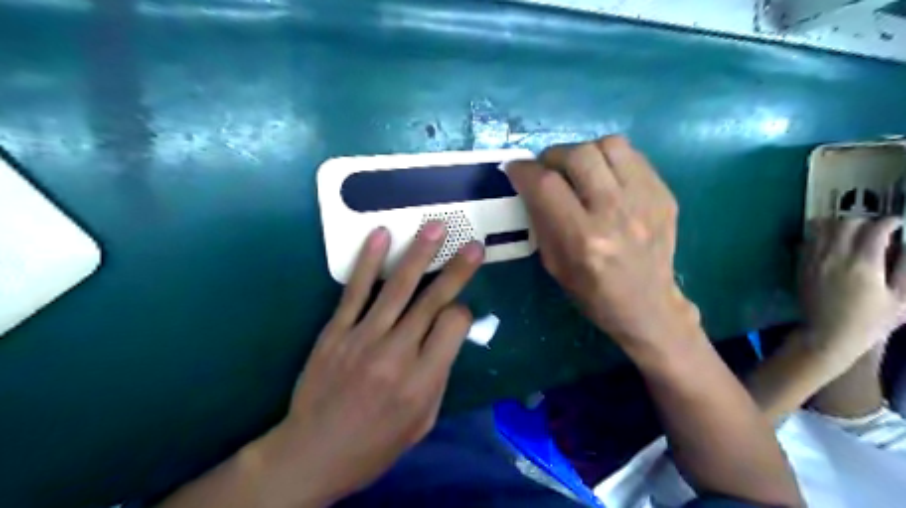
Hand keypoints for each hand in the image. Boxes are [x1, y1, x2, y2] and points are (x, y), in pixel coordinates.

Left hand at [254, 224, 480, 504]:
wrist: (312, 453)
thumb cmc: (375, 444)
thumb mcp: (423, 422)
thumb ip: (439, 375)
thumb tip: (450, 335)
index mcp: (422, 380)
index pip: (454, 325)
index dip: (463, 313)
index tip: (459, 312)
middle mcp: (397, 353)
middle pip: (433, 301)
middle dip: (457, 270)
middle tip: (474, 245)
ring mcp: (363, 338)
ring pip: (398, 287)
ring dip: (419, 254)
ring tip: (436, 227)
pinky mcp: (336, 331)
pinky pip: (355, 290)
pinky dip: (369, 261)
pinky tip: (381, 235)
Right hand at [507, 134, 694, 353]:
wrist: (648, 305)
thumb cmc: (593, 292)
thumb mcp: (554, 264)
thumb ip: (541, 220)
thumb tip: (529, 184)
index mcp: (583, 239)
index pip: (546, 185)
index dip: (524, 169)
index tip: (515, 168)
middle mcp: (615, 213)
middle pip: (578, 155)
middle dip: (552, 156)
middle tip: (547, 169)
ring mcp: (645, 201)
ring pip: (609, 145)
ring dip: (584, 152)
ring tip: (579, 169)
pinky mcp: (664, 194)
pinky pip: (632, 156)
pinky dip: (610, 160)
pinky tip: (605, 177)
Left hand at [799, 216, 905, 367]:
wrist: (827, 335)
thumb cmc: (869, 322)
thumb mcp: (901, 300)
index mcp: (863, 264)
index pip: (875, 229)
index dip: (890, 222)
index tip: (897, 224)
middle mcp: (835, 257)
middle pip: (846, 223)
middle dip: (865, 222)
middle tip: (875, 232)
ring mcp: (814, 260)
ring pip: (822, 228)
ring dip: (839, 226)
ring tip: (852, 235)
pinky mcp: (801, 266)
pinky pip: (808, 241)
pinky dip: (820, 236)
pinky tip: (831, 245)